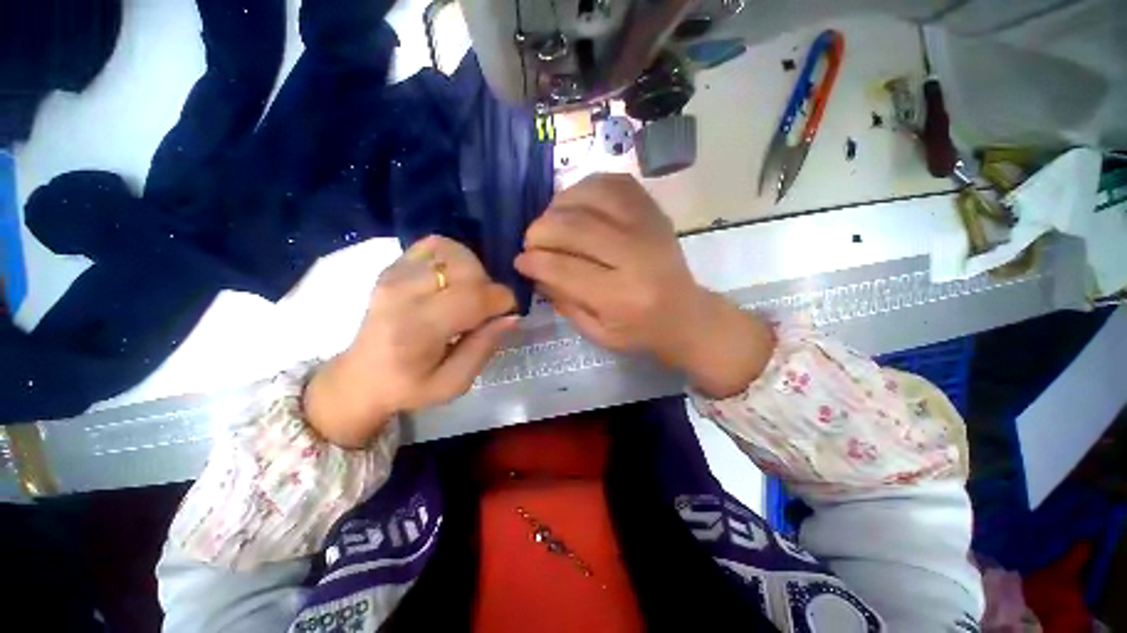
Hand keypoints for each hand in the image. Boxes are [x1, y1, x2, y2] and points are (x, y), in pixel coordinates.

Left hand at [304, 236, 517, 447]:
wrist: (360, 377)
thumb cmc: (408, 387)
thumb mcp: (453, 383)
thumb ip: (483, 348)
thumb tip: (511, 317)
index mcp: (417, 329)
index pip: (473, 297)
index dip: (502, 302)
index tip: (507, 314)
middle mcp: (403, 294)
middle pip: (466, 268)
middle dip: (488, 286)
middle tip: (485, 309)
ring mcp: (394, 275)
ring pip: (453, 251)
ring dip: (473, 270)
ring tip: (469, 293)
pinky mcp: (392, 266)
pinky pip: (434, 245)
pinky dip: (453, 257)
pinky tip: (452, 279)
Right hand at [515, 174, 774, 397]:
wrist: (685, 314)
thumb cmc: (639, 331)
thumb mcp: (597, 332)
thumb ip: (563, 301)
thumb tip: (534, 269)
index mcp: (622, 297)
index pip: (567, 270)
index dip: (535, 261)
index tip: (520, 261)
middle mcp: (637, 256)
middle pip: (576, 228)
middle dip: (541, 232)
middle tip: (531, 242)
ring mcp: (648, 226)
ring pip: (591, 197)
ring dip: (558, 207)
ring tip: (550, 223)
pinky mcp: (653, 210)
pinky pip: (612, 183)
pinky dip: (585, 188)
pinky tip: (575, 204)